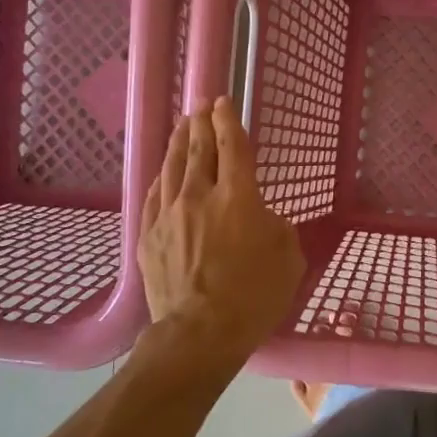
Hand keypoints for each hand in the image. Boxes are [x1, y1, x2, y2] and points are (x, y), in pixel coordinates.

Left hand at [138, 98, 305, 361]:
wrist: (199, 334)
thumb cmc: (253, 298)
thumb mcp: (288, 259)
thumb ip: (277, 228)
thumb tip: (261, 218)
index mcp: (237, 197)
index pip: (231, 146)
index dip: (228, 120)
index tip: (222, 102)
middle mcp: (199, 196)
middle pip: (197, 150)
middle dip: (200, 123)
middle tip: (200, 105)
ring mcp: (168, 215)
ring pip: (172, 168)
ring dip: (179, 143)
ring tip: (182, 126)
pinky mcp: (148, 237)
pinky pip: (154, 196)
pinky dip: (162, 178)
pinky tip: (163, 173)